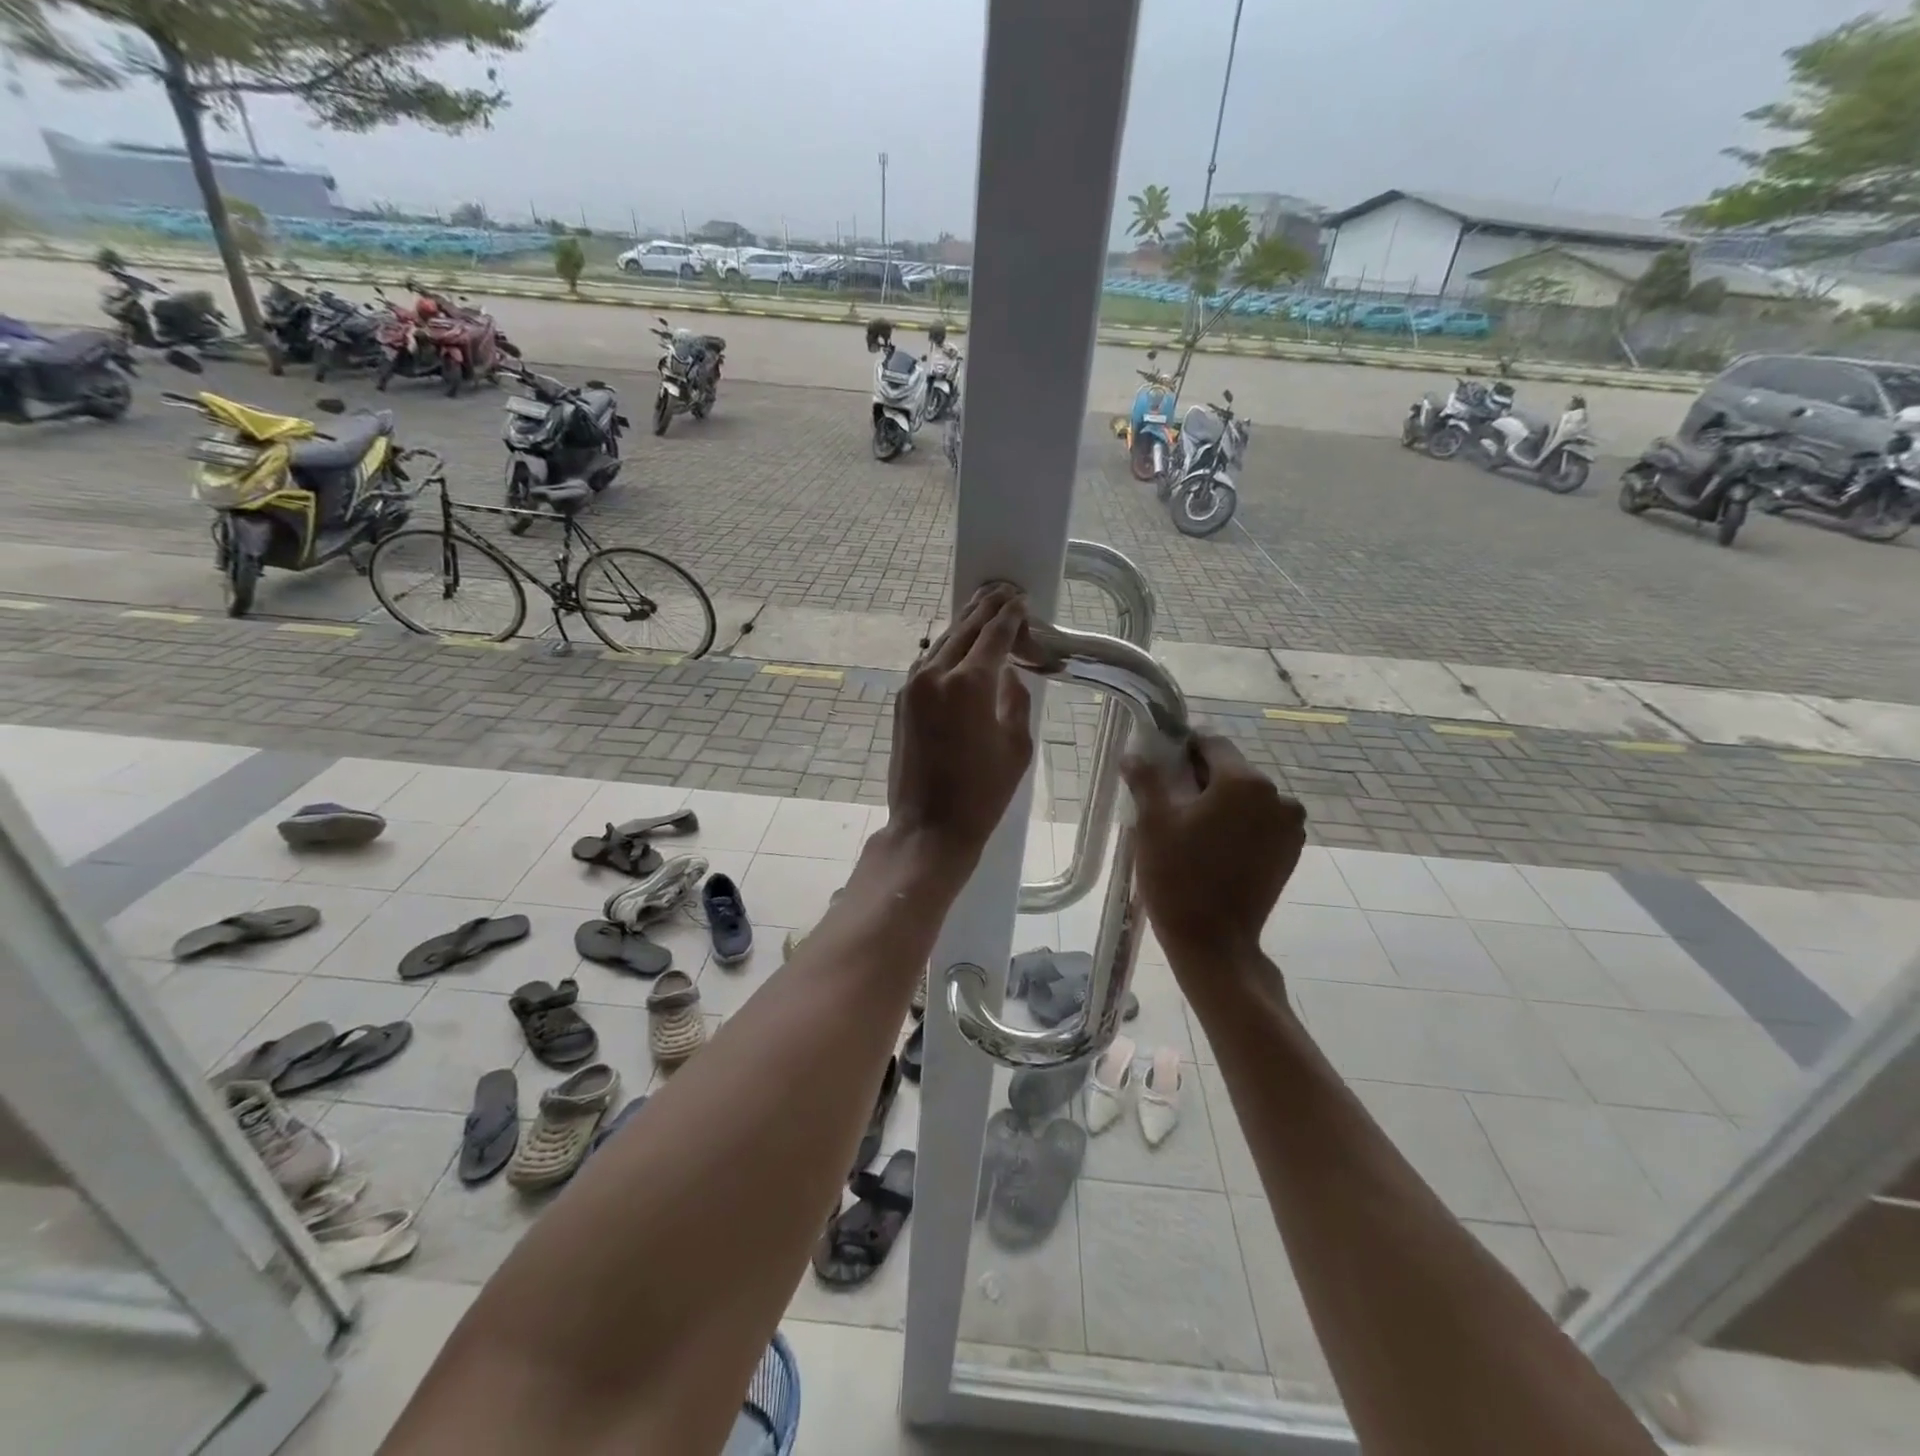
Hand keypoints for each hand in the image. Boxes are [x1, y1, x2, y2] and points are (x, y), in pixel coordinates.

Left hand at [884, 584, 1034, 879]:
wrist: (929, 826)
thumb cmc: (983, 793)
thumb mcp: (1017, 746)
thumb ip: (1015, 701)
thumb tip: (1010, 675)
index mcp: (970, 684)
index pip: (995, 635)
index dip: (1011, 615)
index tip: (1022, 600)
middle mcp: (937, 674)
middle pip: (965, 628)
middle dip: (986, 608)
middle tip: (1004, 591)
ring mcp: (913, 686)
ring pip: (942, 642)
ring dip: (964, 624)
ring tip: (983, 608)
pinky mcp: (902, 701)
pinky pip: (928, 663)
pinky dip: (947, 649)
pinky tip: (959, 647)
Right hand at [1123, 734, 1304, 963]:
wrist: (1214, 942)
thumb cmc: (1178, 877)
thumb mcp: (1152, 823)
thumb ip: (1146, 780)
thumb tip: (1133, 755)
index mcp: (1244, 782)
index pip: (1212, 743)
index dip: (1183, 748)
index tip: (1161, 763)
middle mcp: (1277, 796)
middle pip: (1231, 770)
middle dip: (1201, 778)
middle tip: (1169, 801)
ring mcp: (1289, 826)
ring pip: (1246, 797)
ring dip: (1221, 802)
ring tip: (1190, 828)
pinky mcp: (1290, 851)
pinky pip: (1260, 821)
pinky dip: (1239, 824)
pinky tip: (1213, 846)